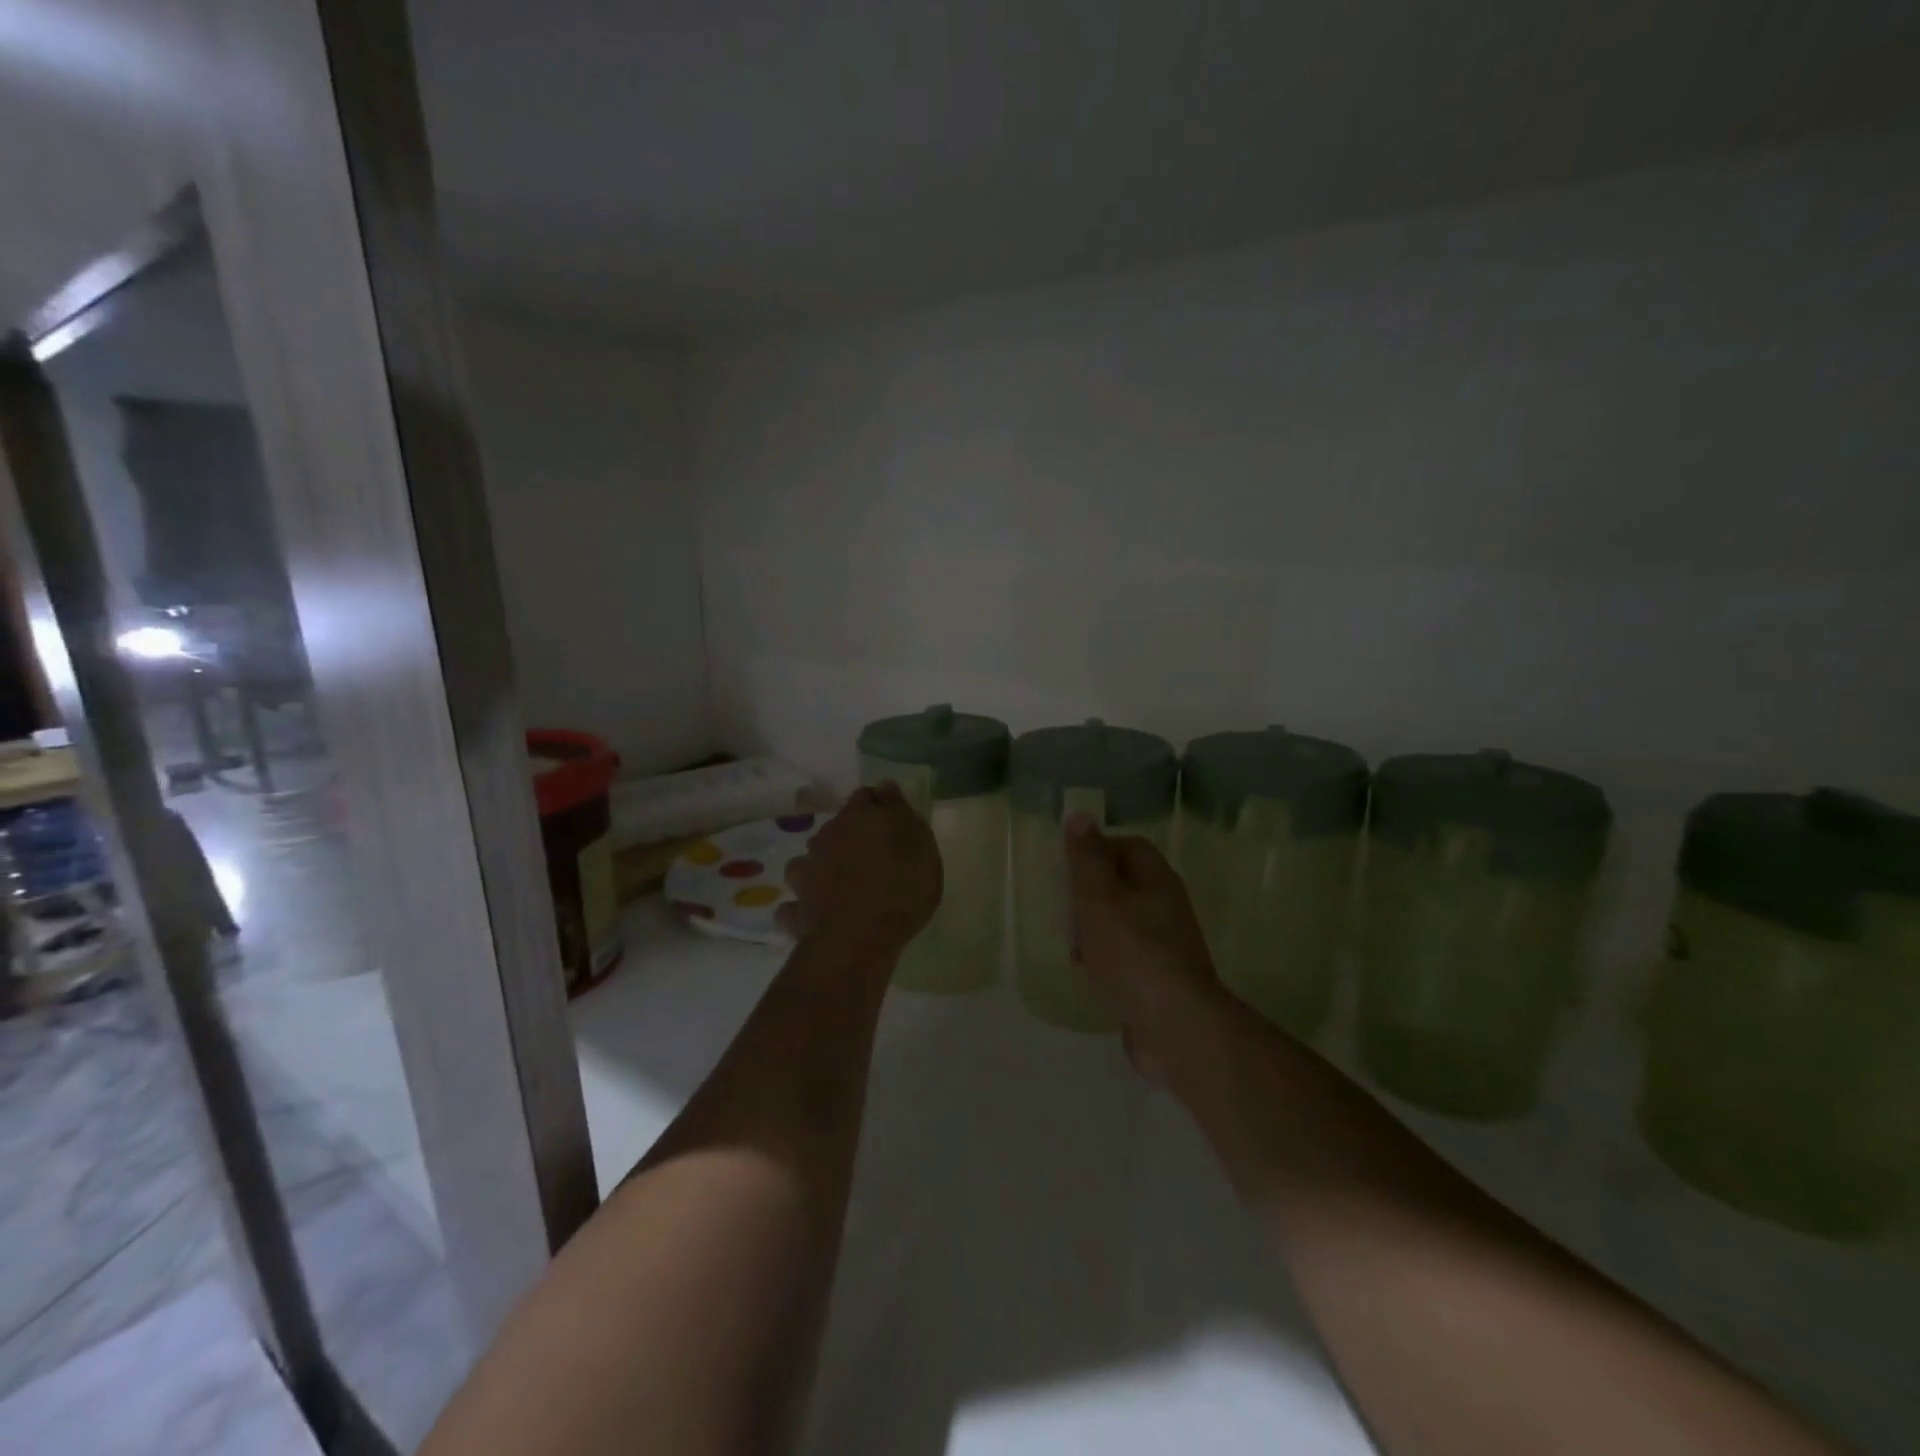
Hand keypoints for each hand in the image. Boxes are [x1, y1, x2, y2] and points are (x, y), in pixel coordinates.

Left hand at [778, 783, 941, 959]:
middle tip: (874, 859)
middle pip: (837, 829)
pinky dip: (805, 905)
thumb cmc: (901, 887)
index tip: (893, 825)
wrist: (858, 940)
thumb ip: (901, 812)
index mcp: (858, 817)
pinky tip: (817, 914)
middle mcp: (825, 837)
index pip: (865, 797)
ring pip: (812, 860)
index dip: (879, 808)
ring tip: (841, 886)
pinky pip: (797, 903)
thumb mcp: (920, 844)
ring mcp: (806, 872)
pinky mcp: (796, 907)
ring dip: (823, 867)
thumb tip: (884, 787)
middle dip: (851, 838)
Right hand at [1064, 813, 1224, 1085]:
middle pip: (1122, 885)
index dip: (1095, 851)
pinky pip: (1127, 958)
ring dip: (1094, 932)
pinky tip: (1092, 977)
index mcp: (1155, 879)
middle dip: (1089, 896)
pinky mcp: (1160, 979)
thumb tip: (1081, 815)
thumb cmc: (1132, 952)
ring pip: (1122, 923)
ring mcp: (1166, 945)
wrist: (1176, 1026)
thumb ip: (1087, 858)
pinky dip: (1106, 962)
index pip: (1127, 846)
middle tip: (1066, 913)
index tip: (1067, 871)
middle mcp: (1166, 906)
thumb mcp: (1099, 897)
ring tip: (1074, 949)